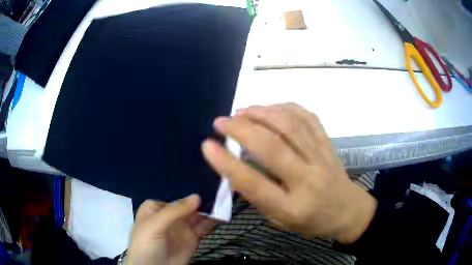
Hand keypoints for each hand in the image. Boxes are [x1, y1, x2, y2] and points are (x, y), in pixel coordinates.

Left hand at [125, 195, 215, 264]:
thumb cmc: (146, 243)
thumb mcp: (155, 225)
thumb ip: (175, 211)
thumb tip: (197, 196)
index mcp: (156, 209)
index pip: (174, 197)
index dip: (187, 192)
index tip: (204, 183)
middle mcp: (170, 216)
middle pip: (187, 205)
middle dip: (202, 200)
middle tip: (219, 191)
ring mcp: (182, 228)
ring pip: (197, 215)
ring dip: (209, 209)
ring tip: (224, 201)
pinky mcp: (192, 238)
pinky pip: (204, 227)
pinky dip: (213, 221)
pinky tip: (222, 215)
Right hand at [201, 103, 375, 243]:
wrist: (347, 210)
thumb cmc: (311, 221)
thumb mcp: (280, 220)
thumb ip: (258, 196)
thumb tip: (234, 168)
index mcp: (292, 208)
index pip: (254, 183)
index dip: (227, 163)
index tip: (207, 145)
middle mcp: (309, 180)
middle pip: (273, 148)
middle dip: (241, 129)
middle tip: (221, 121)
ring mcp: (322, 158)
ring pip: (290, 126)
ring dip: (262, 113)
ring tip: (242, 111)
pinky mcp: (329, 143)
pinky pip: (307, 117)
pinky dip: (284, 108)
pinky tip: (269, 108)